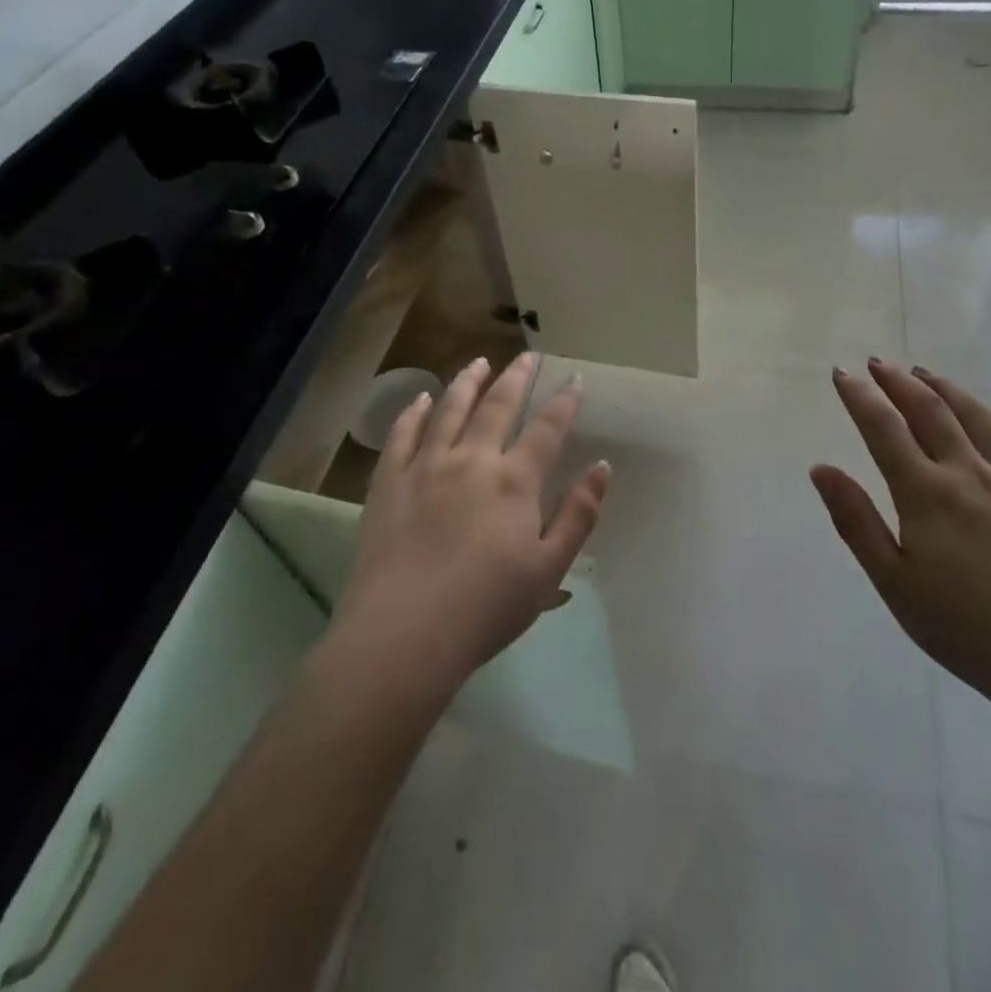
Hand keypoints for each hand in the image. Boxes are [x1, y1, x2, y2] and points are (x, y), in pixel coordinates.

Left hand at [331, 354, 610, 697]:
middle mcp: (472, 460)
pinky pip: (402, 434)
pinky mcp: (389, 482)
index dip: (564, 401)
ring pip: (450, 409)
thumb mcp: (549, 569)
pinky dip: (415, 411)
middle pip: (498, 406)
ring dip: (467, 381)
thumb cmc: (486, 608)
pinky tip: (423, 399)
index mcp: (514, 481)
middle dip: (516, 377)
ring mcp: (425, 467)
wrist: (404, 634)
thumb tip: (601, 466)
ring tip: (478, 361)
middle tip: (528, 356)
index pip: (547, 428)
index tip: (574, 378)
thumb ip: (578, 515)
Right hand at [811, 359, 990, 733]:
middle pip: (930, 412)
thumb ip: (856, 521)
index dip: (860, 398)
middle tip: (876, 363)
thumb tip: (820, 468)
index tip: (840, 374)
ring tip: (922, 373)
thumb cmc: (965, 629)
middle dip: (898, 383)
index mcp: (927, 494)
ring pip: (975, 418)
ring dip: (944, 389)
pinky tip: (984, 415)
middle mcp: (969, 474)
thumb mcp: (894, 583)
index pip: (884, 429)